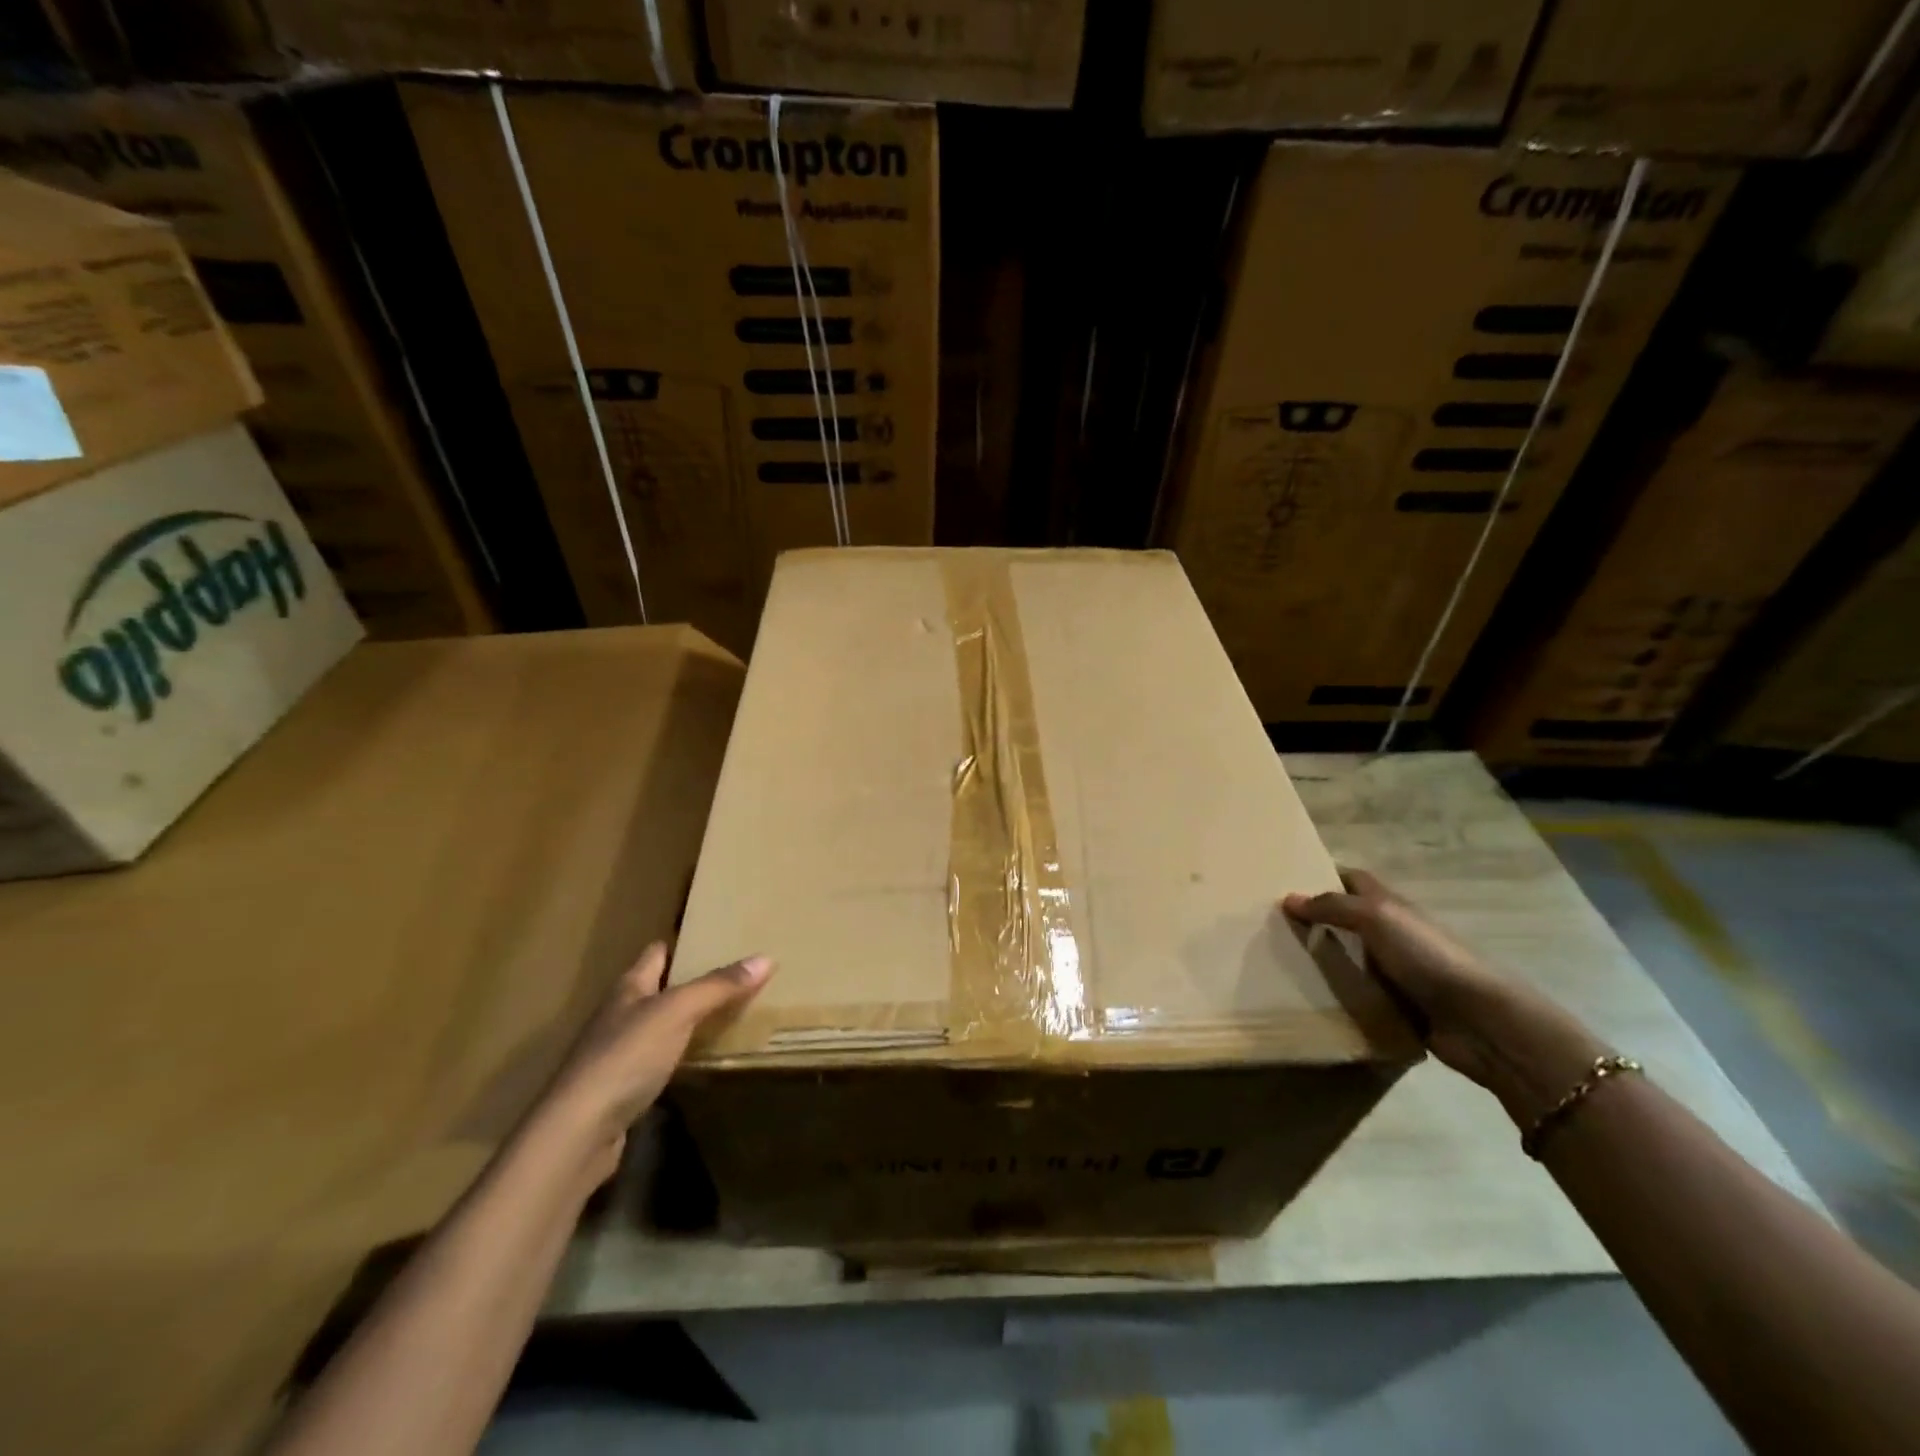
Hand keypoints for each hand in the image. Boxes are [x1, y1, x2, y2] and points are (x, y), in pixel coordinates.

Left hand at [538, 943, 772, 1179]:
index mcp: (628, 988)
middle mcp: (619, 1015)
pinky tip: (699, 1061)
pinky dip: (678, 1056)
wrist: (578, 1133)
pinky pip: (656, 1062)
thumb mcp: (678, 1012)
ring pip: (657, 1026)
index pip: (655, 953)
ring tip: (725, 1014)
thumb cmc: (626, 1057)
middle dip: (688, 982)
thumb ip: (718, 986)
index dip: (680, 943)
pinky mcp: (620, 1090)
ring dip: (684, 1020)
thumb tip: (766, 957)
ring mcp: (617, 1054)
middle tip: (732, 975)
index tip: (713, 936)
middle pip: (656, 989)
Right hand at [1283, 867, 1515, 1085]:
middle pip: (1346, 919)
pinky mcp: (1396, 1006)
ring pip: (1348, 958)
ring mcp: (1395, 971)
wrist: (1479, 1020)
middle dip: (1313, 921)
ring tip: (1277, 962)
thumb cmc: (1427, 956)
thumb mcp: (1376, 917)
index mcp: (1390, 905)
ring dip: (1320, 961)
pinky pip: (1357, 995)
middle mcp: (1392, 933)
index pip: (1351, 879)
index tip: (1285, 884)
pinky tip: (1306, 997)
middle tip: (1269, 926)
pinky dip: (1336, 995)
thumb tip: (1288, 898)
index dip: (1322, 876)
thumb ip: (1332, 906)